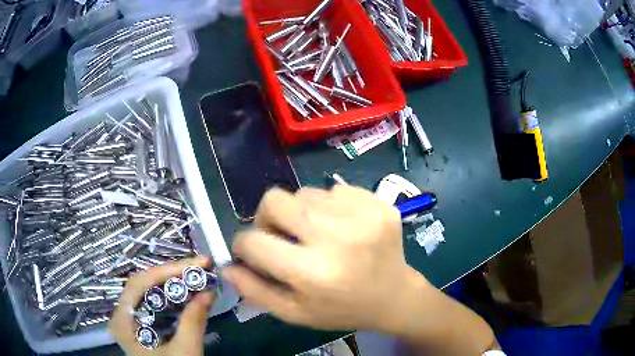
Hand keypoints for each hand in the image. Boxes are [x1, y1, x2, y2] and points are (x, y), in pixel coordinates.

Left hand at [109, 256, 215, 355]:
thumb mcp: (185, 353)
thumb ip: (194, 322)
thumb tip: (209, 291)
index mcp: (123, 322)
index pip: (139, 284)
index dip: (167, 271)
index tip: (197, 263)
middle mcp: (122, 315)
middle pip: (143, 285)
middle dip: (172, 275)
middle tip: (200, 268)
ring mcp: (130, 320)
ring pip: (148, 292)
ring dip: (173, 284)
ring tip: (196, 277)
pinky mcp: (141, 325)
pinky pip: (153, 303)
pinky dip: (171, 297)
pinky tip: (186, 294)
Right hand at [223, 186, 418, 330]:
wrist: (394, 296)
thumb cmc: (341, 309)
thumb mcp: (295, 313)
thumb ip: (255, 291)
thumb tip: (228, 266)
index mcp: (313, 273)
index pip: (253, 241)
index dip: (243, 244)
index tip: (252, 251)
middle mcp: (336, 238)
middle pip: (274, 200)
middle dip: (267, 217)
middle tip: (282, 236)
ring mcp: (361, 214)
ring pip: (304, 192)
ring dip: (301, 213)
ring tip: (317, 235)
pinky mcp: (377, 202)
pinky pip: (334, 190)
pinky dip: (329, 207)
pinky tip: (342, 228)